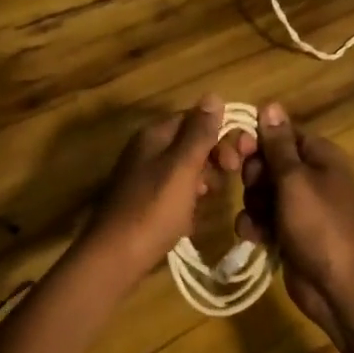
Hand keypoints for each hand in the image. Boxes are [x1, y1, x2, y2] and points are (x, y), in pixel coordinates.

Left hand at [75, 96, 232, 287]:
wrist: (115, 257)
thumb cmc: (153, 209)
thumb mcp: (182, 167)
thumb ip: (199, 133)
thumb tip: (213, 95)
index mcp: (155, 135)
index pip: (195, 119)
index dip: (220, 133)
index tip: (239, 157)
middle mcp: (147, 149)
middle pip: (190, 142)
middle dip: (214, 157)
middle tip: (228, 178)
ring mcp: (144, 176)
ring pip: (185, 168)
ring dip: (204, 179)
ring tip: (211, 198)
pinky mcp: (145, 201)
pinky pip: (175, 190)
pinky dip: (189, 199)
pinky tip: (194, 216)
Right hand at [222, 103, 353, 346]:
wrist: (337, 287)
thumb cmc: (318, 226)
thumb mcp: (295, 180)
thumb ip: (278, 144)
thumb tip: (270, 104)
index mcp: (320, 156)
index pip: (281, 134)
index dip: (258, 142)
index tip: (238, 152)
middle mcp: (311, 176)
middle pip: (268, 163)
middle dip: (254, 179)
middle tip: (255, 192)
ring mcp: (301, 206)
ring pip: (261, 192)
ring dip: (253, 206)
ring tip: (258, 222)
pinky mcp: (290, 231)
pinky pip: (263, 218)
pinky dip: (256, 226)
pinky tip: (255, 238)